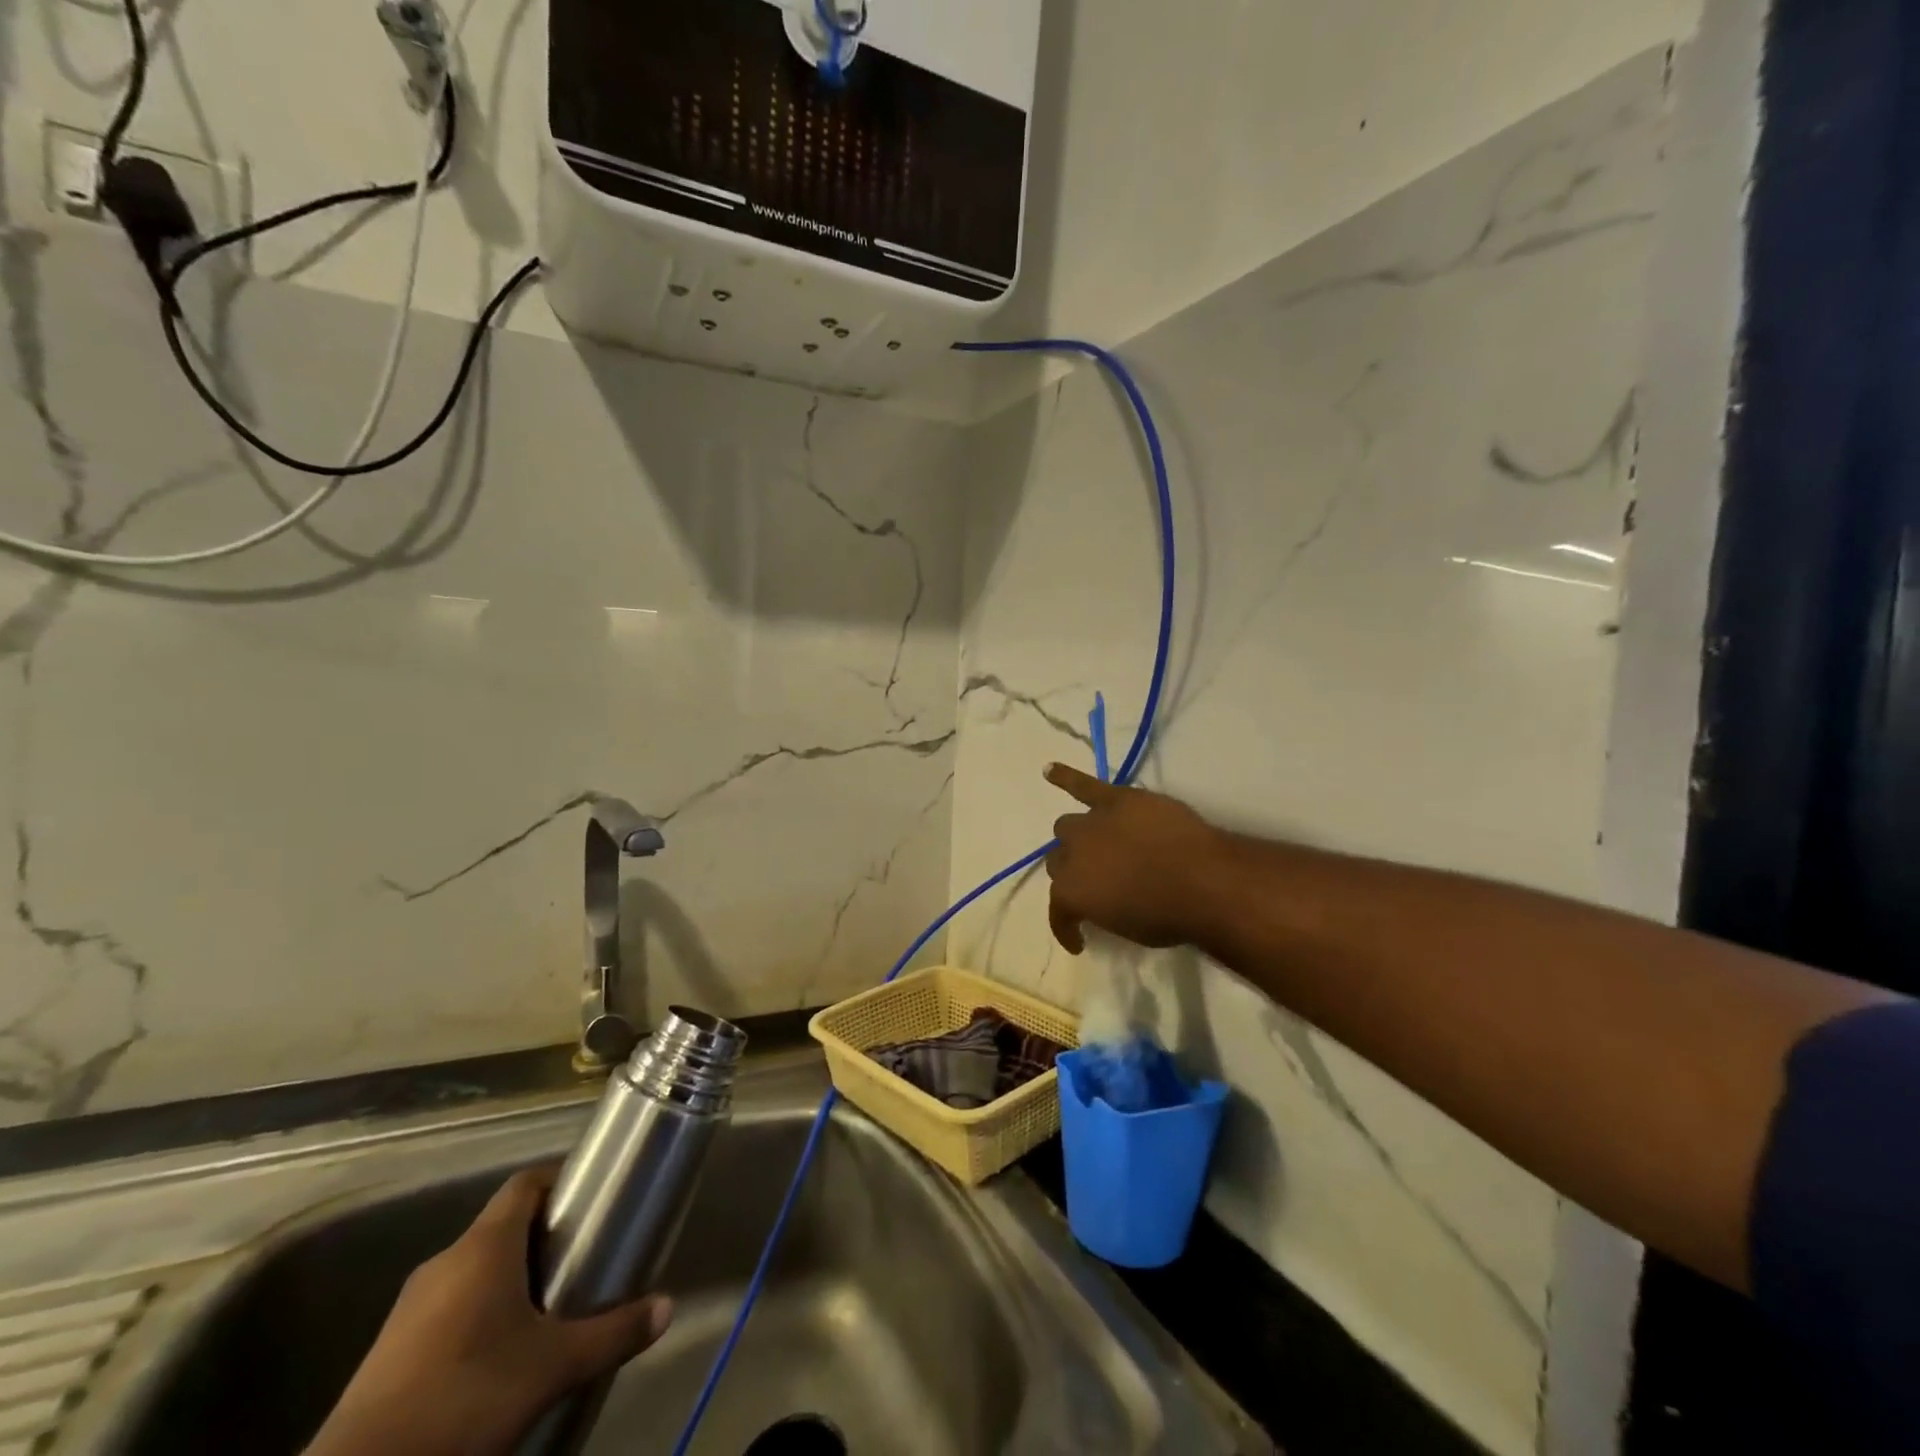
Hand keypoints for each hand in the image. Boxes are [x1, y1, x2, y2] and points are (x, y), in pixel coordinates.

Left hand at [305, 1166, 671, 1455]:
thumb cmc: (465, 1398)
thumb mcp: (553, 1367)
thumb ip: (613, 1332)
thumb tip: (667, 1307)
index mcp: (483, 1247)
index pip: (526, 1183)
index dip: (561, 1180)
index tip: (593, 1197)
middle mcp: (445, 1262)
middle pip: (504, 1226)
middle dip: (545, 1236)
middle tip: (584, 1256)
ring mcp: (410, 1308)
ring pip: (475, 1269)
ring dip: (513, 1277)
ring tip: (551, 1307)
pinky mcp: (390, 1350)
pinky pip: (449, 1306)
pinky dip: (481, 1312)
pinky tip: (501, 1354)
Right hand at [1044, 763, 1227, 953]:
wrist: (1203, 881)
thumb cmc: (1169, 916)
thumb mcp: (1127, 929)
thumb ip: (1103, 911)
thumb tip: (1104, 901)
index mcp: (1071, 893)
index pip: (1058, 911)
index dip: (1067, 926)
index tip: (1081, 940)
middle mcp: (1072, 854)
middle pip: (1058, 859)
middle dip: (1072, 870)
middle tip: (1095, 879)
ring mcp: (1093, 821)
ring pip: (1067, 825)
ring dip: (1075, 837)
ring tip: (1088, 842)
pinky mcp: (1117, 798)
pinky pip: (1083, 784)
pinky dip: (1066, 776)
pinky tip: (1050, 770)